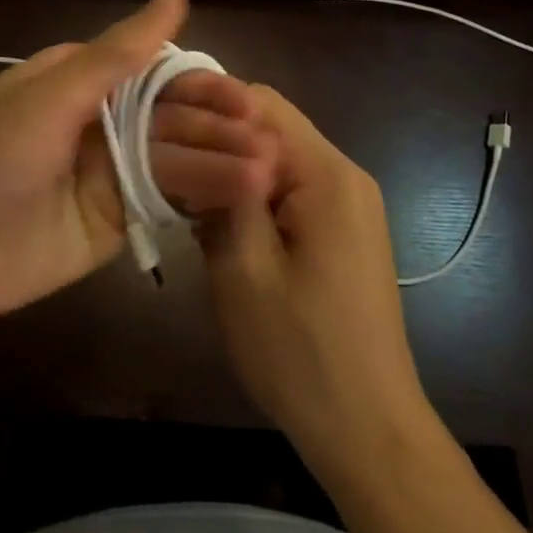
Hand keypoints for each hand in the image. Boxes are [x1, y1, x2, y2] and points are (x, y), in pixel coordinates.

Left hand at [0, 0, 275, 325]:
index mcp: (84, 80)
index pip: (157, 72)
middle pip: (173, 119)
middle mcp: (103, 120)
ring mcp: (111, 172)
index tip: (244, 100)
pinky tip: (239, 201)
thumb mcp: (50, 97)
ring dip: (219, 166)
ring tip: (264, 176)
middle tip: (267, 146)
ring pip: (176, 161)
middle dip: (217, 130)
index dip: (201, 85)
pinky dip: (201, 201)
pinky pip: (166, 203)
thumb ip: (117, 54)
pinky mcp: (116, 220)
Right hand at [198, 85, 430, 478]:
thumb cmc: (301, 352)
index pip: (261, 103)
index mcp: (327, 173)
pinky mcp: (345, 228)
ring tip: (187, 189)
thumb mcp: (244, 269)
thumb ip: (222, 192)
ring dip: (234, 166)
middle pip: (272, 126)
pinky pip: (292, 186)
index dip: (208, 106)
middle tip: (168, 160)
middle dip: (219, 137)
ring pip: (278, 157)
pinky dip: (255, 191)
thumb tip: (200, 142)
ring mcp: (350, 202)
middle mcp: (345, 174)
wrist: (369, 429)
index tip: (162, 126)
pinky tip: (222, 218)